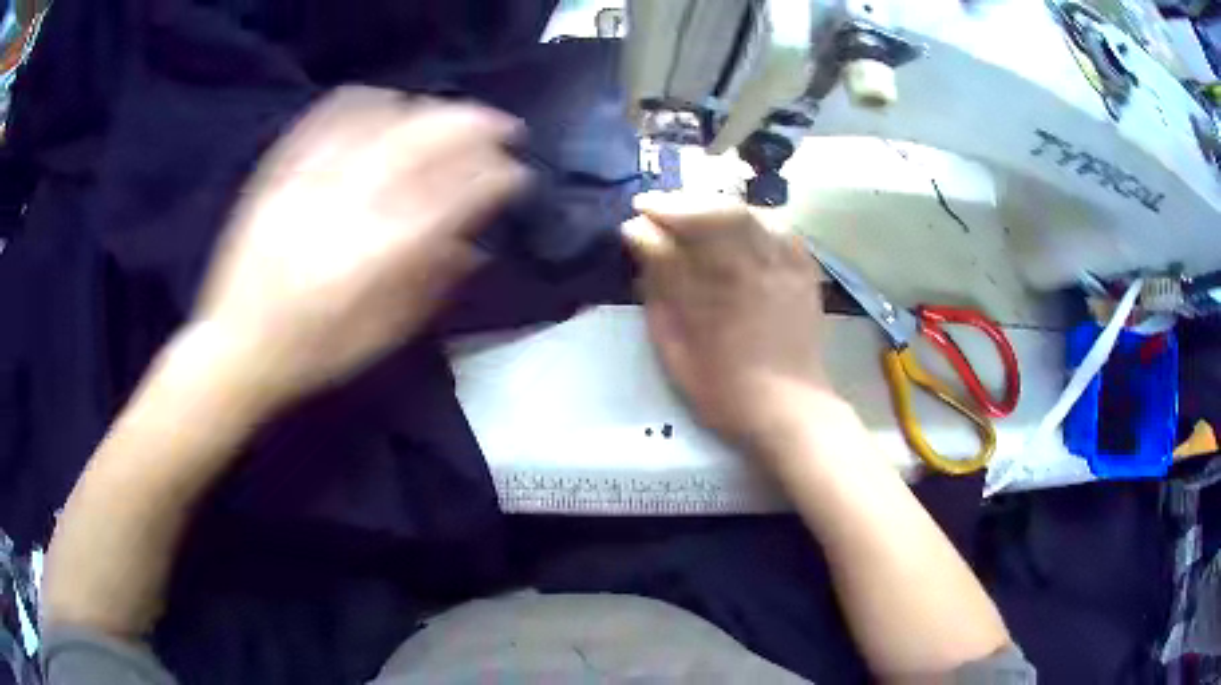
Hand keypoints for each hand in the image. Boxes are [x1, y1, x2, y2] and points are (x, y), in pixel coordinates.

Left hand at [192, 87, 528, 405]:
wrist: (236, 346)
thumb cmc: (315, 352)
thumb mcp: (384, 336)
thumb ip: (432, 285)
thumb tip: (475, 246)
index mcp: (381, 253)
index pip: (457, 196)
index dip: (498, 178)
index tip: (517, 174)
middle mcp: (350, 204)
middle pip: (426, 141)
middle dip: (476, 126)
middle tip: (503, 126)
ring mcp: (312, 178)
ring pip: (383, 119)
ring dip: (429, 109)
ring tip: (449, 113)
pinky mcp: (282, 170)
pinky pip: (329, 116)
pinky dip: (366, 99)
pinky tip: (386, 99)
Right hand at [623, 191, 833, 454]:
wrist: (788, 407)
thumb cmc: (723, 389)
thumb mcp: (675, 350)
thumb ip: (659, 294)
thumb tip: (642, 248)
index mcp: (711, 293)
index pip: (673, 239)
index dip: (650, 223)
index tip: (633, 218)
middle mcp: (748, 269)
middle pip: (712, 214)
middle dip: (679, 203)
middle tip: (656, 206)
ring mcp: (780, 267)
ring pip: (746, 214)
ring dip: (714, 204)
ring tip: (694, 208)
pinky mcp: (803, 272)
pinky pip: (780, 228)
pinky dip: (755, 217)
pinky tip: (742, 222)